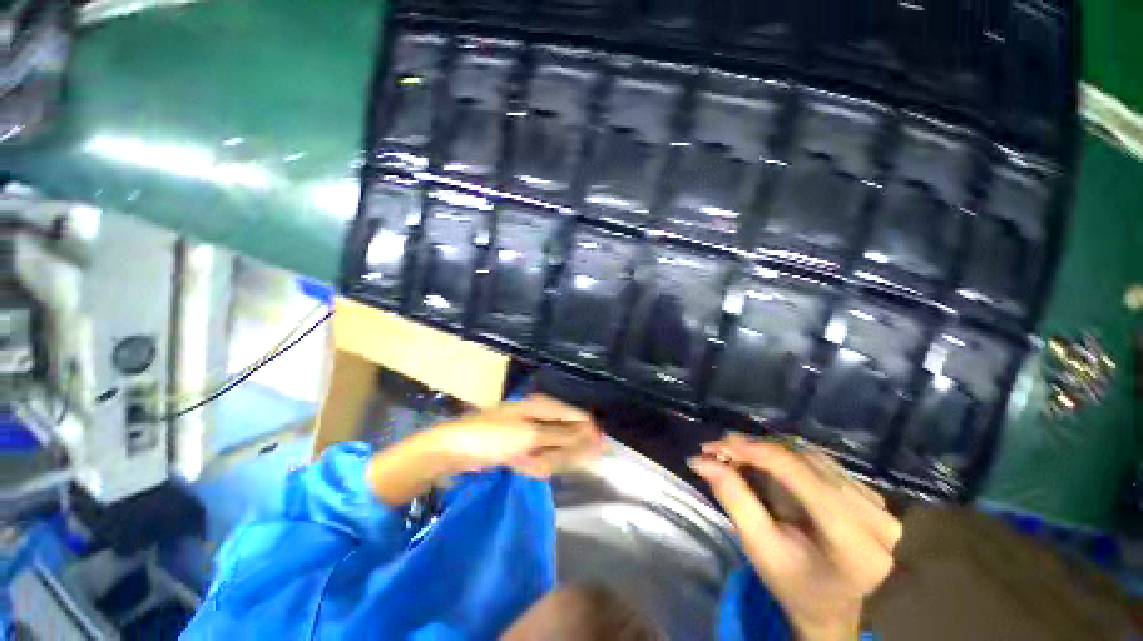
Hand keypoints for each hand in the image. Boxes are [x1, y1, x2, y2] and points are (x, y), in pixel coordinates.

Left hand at [367, 395, 601, 505]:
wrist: (453, 450)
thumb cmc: (493, 436)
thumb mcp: (531, 435)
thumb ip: (562, 435)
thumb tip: (591, 432)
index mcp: (542, 406)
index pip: (575, 415)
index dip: (588, 431)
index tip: (602, 448)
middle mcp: (538, 416)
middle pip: (564, 432)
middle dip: (565, 449)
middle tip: (552, 459)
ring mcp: (527, 433)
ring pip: (551, 447)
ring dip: (546, 459)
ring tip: (529, 461)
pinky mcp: (518, 448)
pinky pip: (536, 456)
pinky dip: (533, 464)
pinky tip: (524, 465)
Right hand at [689, 433, 901, 640]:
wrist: (831, 608)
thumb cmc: (793, 585)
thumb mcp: (759, 548)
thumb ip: (734, 499)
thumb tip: (701, 460)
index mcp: (854, 542)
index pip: (799, 474)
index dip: (753, 451)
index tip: (713, 446)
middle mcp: (875, 517)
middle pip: (805, 461)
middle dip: (755, 449)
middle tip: (719, 449)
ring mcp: (878, 504)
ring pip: (811, 456)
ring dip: (768, 450)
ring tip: (737, 454)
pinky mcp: (871, 495)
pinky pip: (821, 462)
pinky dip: (787, 457)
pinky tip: (765, 461)